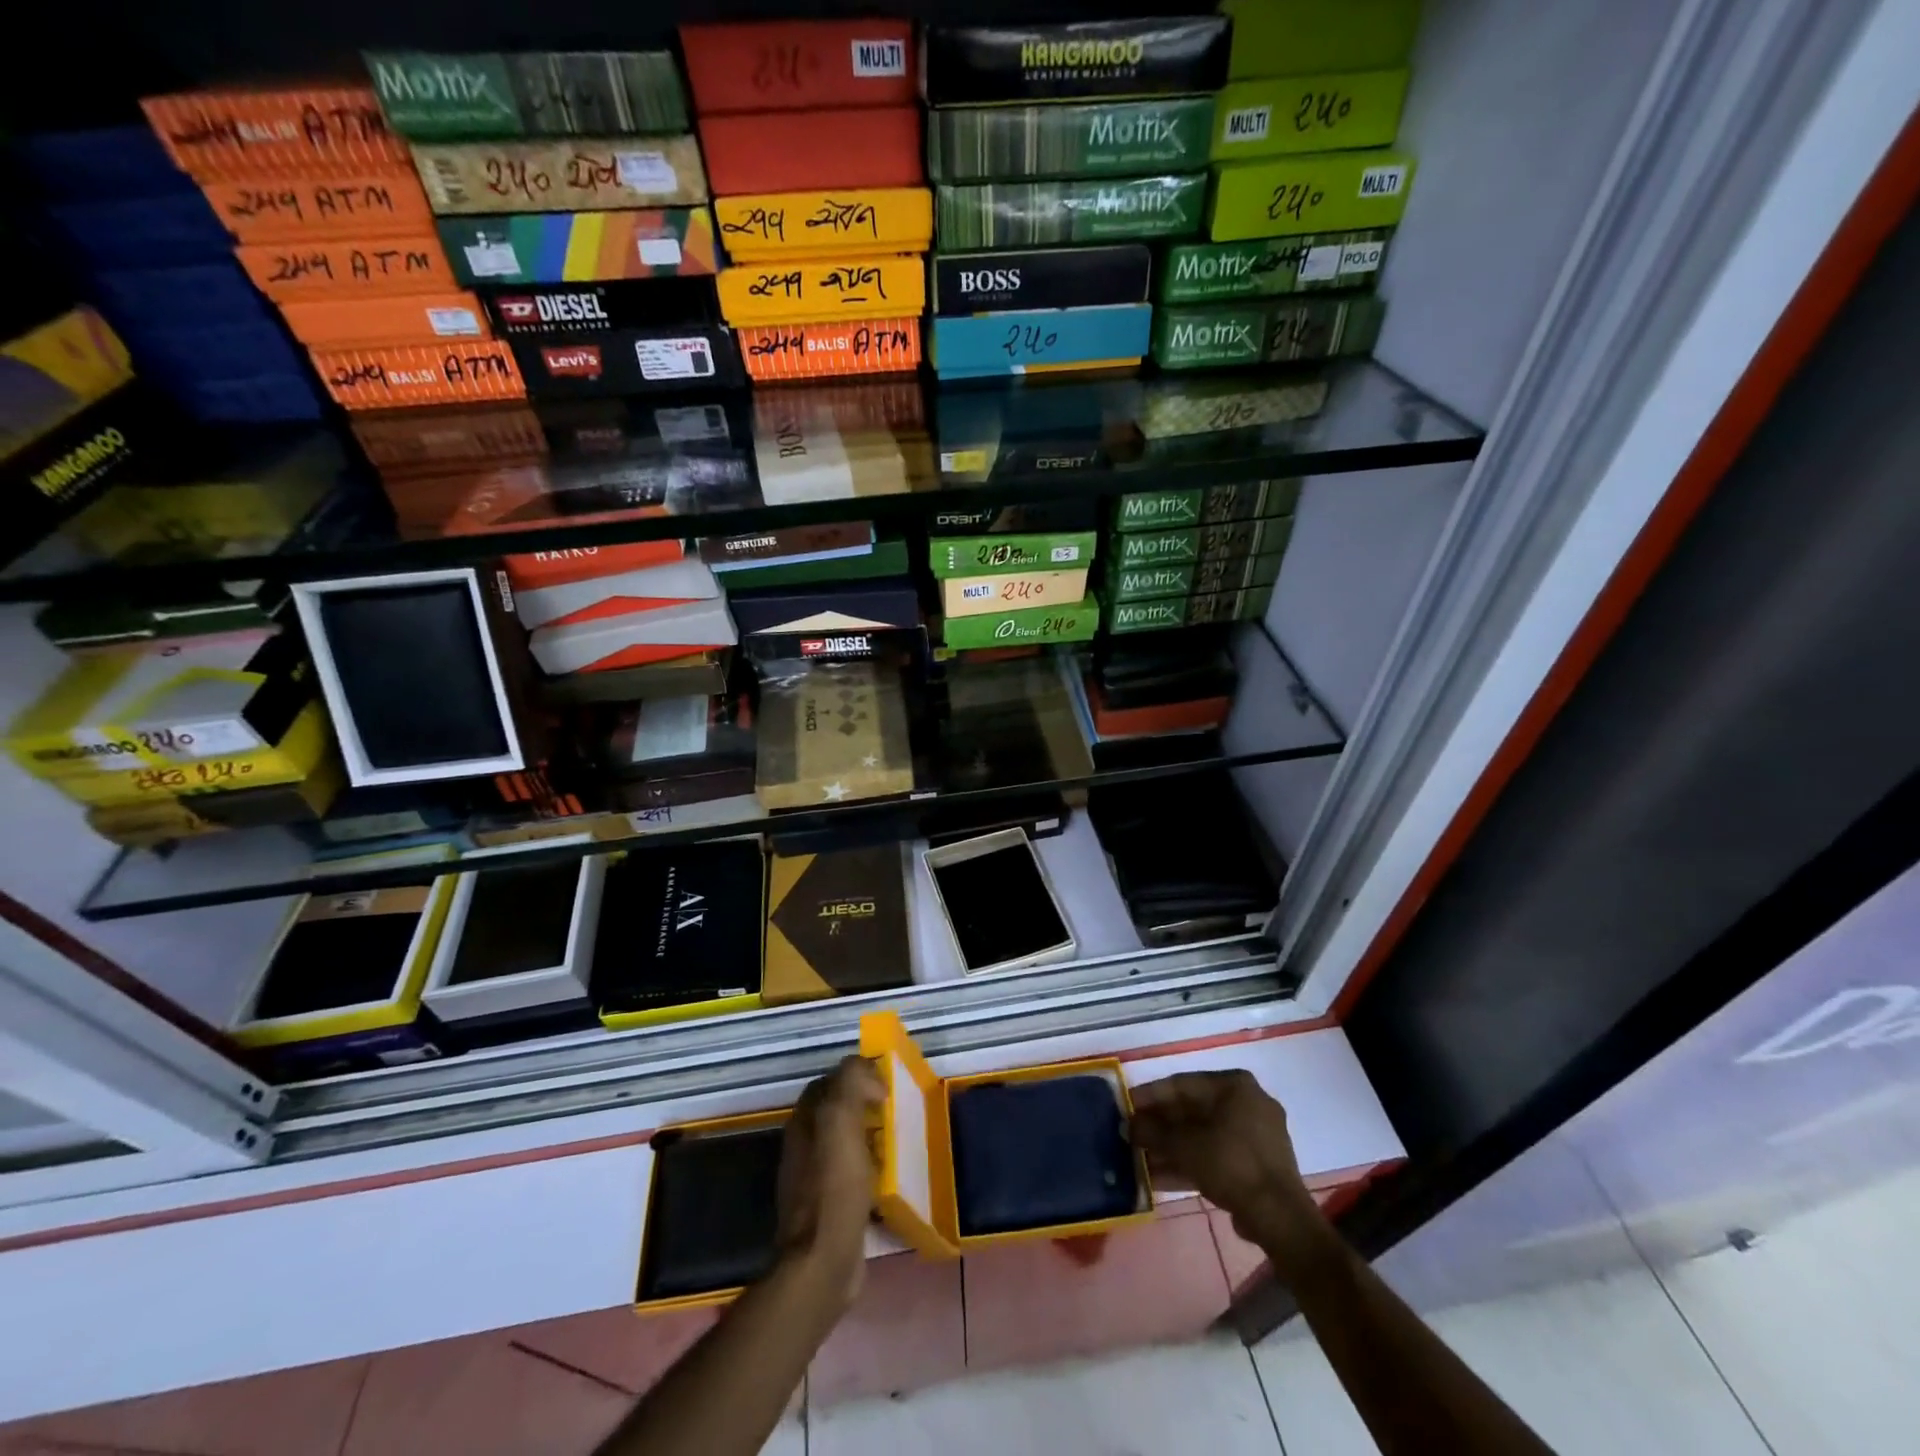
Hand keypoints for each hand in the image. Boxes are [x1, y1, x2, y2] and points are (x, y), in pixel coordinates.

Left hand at [775, 1056, 883, 1307]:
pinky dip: (872, 1170)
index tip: (884, 1085)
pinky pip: (854, 1176)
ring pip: (846, 1143)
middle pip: (837, 1112)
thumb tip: (867, 1071)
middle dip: (865, 1106)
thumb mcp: (841, 1121)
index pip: (827, 1083)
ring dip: (871, 1138)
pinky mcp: (830, 1209)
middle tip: (896, 1111)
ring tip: (899, 1141)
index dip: (854, 1076)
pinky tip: (891, 1178)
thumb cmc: (833, 1187)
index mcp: (804, 1123)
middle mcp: (804, 1147)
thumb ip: (849, 1084)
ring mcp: (814, 1180)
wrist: (823, 1262)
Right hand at [1130, 1070, 1324, 1272]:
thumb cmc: (1230, 1164)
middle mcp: (1247, 1102)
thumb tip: (1129, 1125)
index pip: (1181, 1084)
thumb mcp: (1183, 1145)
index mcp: (1234, 1085)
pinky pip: (1217, 1154)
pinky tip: (1160, 1178)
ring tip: (1140, 1160)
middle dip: (1160, 1126)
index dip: (1149, 1096)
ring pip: (1203, 1135)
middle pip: (1192, 1110)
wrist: (1279, 1217)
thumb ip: (1152, 1131)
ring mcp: (1256, 1134)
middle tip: (1132, 1136)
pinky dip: (1191, 1162)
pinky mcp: (1258, 1164)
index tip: (1126, 1106)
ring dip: (1171, 1147)